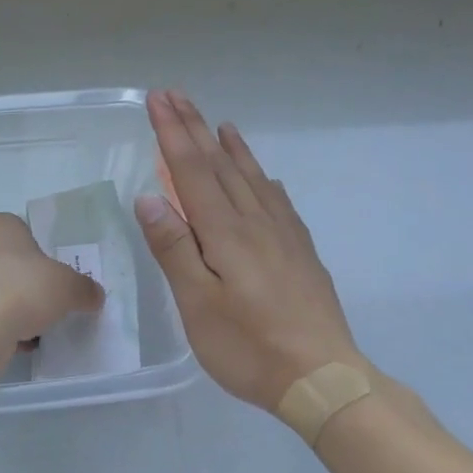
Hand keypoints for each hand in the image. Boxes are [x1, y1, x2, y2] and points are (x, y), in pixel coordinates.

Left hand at [0, 212, 104, 346]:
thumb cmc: (24, 288)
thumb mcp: (68, 286)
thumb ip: (84, 288)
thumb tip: (94, 295)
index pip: (23, 233)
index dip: (41, 256)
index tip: (53, 278)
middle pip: (7, 263)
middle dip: (25, 283)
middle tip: (46, 303)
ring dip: (12, 307)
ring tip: (34, 328)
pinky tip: (16, 342)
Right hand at [137, 90, 365, 409]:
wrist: (323, 378)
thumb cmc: (248, 346)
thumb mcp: (197, 304)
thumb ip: (174, 248)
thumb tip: (149, 197)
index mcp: (225, 232)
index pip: (192, 171)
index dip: (172, 133)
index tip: (157, 100)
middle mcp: (255, 223)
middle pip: (220, 165)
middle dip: (194, 128)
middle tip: (175, 95)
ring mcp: (283, 236)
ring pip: (252, 178)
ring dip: (231, 147)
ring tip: (219, 124)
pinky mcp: (300, 253)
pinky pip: (277, 201)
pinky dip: (262, 179)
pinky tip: (263, 178)